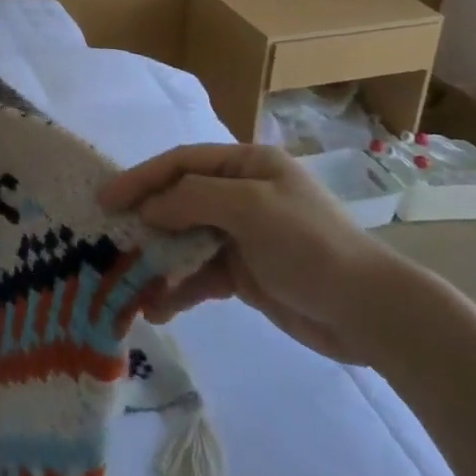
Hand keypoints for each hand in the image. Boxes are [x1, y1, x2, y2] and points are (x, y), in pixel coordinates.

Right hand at [100, 142, 407, 364]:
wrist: (369, 312)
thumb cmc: (309, 245)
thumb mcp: (249, 208)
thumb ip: (192, 200)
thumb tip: (148, 210)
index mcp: (246, 165)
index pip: (181, 163)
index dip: (142, 178)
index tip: (107, 199)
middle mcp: (241, 194)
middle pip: (179, 200)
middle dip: (145, 220)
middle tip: (108, 239)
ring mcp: (243, 235)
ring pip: (186, 240)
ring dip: (158, 259)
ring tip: (127, 281)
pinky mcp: (246, 273)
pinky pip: (201, 274)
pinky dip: (179, 288)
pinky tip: (159, 307)